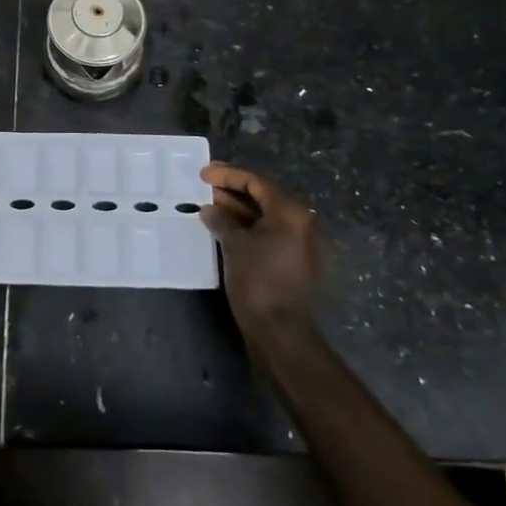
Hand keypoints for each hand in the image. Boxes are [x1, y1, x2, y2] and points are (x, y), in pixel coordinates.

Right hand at [200, 162, 320, 337]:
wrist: (281, 332)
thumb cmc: (258, 280)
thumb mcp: (234, 245)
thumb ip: (221, 220)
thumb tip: (210, 209)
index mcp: (291, 212)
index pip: (256, 182)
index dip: (228, 175)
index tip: (203, 173)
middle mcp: (302, 223)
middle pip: (263, 197)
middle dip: (232, 192)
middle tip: (204, 188)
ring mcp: (300, 244)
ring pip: (265, 217)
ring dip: (238, 211)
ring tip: (209, 207)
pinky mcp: (294, 262)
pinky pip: (269, 234)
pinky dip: (247, 229)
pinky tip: (224, 230)